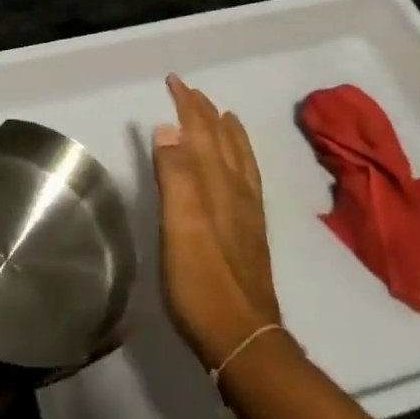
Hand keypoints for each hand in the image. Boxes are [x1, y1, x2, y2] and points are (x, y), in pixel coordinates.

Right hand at [152, 75, 282, 370]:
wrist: (243, 337)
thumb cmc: (201, 281)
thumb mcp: (179, 226)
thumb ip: (175, 175)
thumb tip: (168, 128)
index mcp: (216, 183)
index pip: (201, 130)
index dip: (187, 104)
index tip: (174, 81)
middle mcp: (236, 189)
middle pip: (220, 138)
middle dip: (204, 111)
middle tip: (189, 91)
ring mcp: (247, 210)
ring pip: (238, 156)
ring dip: (226, 131)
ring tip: (222, 115)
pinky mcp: (251, 230)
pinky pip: (247, 177)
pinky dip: (241, 158)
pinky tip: (238, 167)